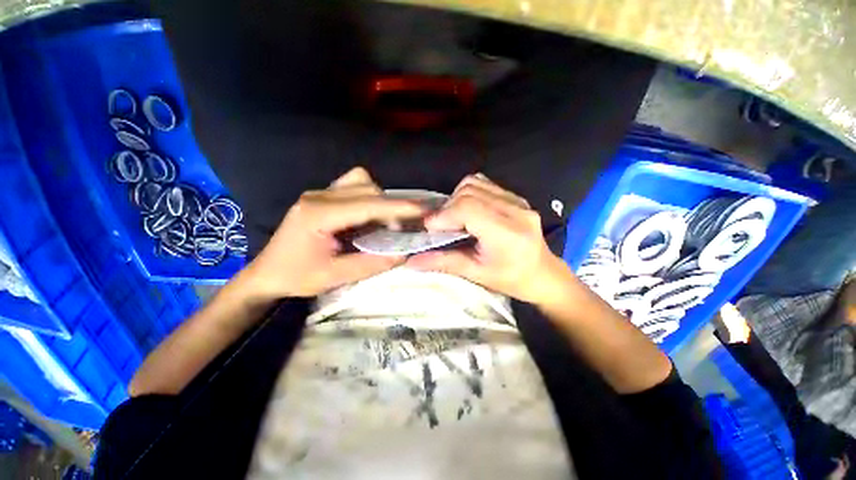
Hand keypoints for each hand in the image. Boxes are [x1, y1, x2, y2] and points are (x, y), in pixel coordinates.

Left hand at [245, 167, 423, 298]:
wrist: (267, 273)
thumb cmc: (296, 277)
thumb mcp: (334, 276)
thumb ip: (371, 263)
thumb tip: (403, 253)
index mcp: (318, 215)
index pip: (367, 205)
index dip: (397, 207)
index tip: (423, 209)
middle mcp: (319, 196)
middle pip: (367, 188)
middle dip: (391, 206)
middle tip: (399, 230)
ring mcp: (319, 192)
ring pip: (361, 182)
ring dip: (380, 200)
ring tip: (384, 222)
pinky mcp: (322, 195)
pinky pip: (353, 185)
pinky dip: (369, 196)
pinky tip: (368, 214)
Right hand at [407, 173, 571, 304]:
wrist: (543, 275)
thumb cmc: (512, 280)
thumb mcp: (477, 274)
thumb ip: (444, 263)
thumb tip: (412, 261)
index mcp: (507, 232)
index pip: (467, 208)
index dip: (443, 215)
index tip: (430, 229)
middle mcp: (515, 210)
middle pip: (469, 192)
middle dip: (447, 208)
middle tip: (441, 227)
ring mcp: (518, 200)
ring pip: (475, 184)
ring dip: (457, 199)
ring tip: (454, 219)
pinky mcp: (516, 197)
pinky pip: (485, 185)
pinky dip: (469, 194)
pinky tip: (468, 212)